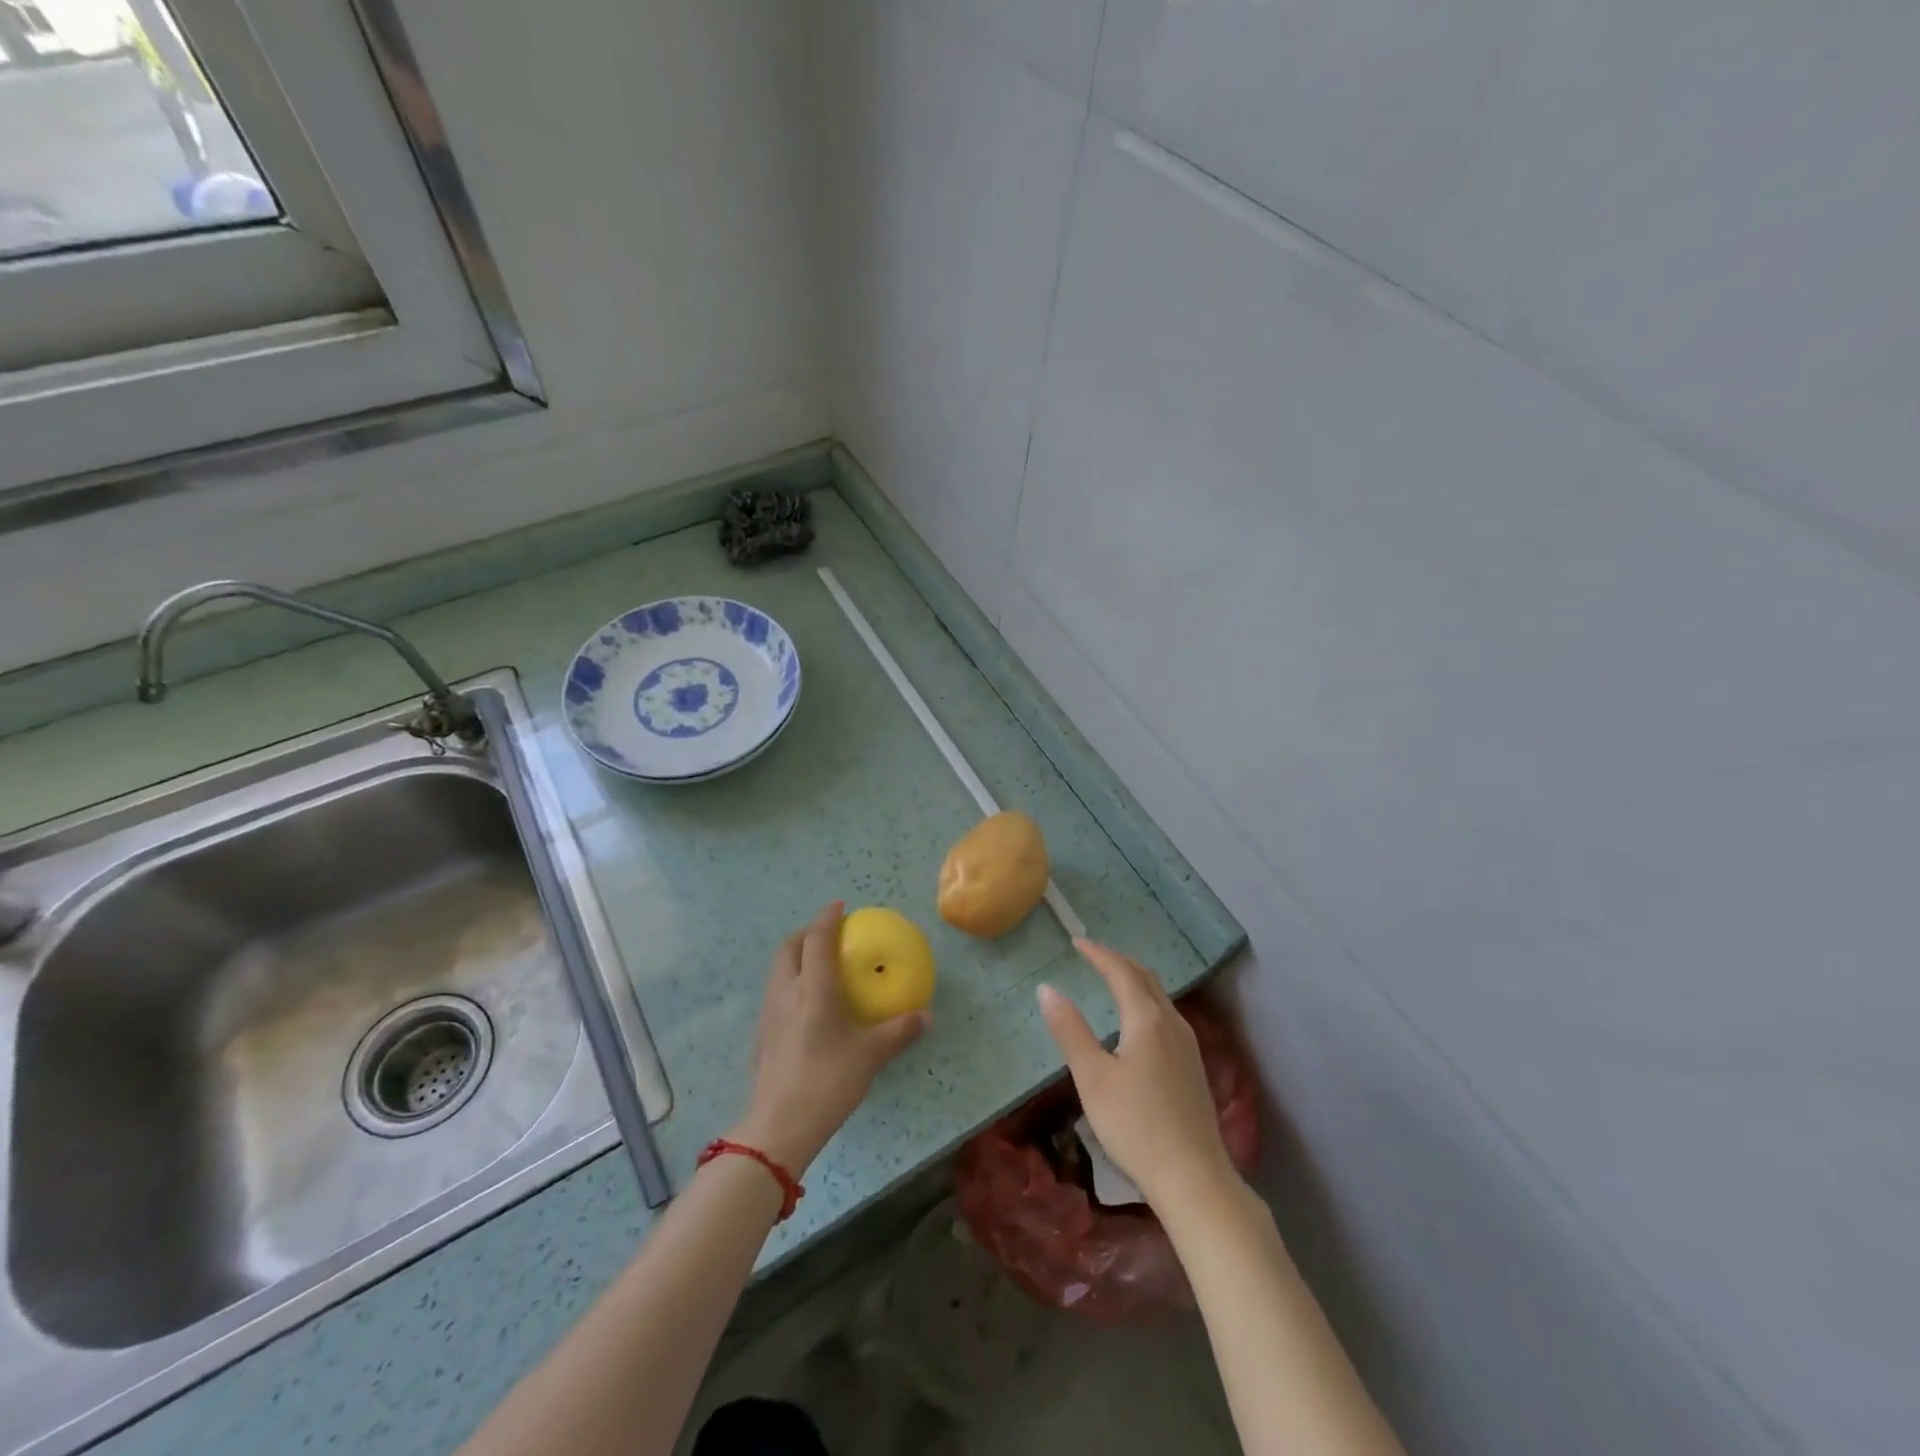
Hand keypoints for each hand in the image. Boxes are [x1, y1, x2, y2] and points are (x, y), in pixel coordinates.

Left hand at [730, 902, 929, 1175]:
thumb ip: (899, 1032)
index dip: (827, 918)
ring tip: (817, 967)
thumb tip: (927, 1017)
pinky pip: (774, 995)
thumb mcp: (870, 1056)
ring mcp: (768, 1015)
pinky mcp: (760, 1037)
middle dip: (806, 934)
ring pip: (777, 971)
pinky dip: (789, 985)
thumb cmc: (828, 1081)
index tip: (839, 906)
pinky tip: (805, 1008)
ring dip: (795, 958)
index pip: (817, 939)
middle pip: (788, 948)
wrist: (779, 1126)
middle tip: (827, 935)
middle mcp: (786, 993)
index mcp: (812, 988)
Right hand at [1039, 940, 1237, 1212]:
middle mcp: (1172, 1024)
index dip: (1098, 954)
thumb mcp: (1092, 1078)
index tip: (1076, 942)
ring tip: (1113, 979)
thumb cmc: (1136, 1126)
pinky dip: (1146, 1002)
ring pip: (1160, 997)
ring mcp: (1188, 1046)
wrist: (1194, 1179)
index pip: (1121, 972)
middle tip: (1093, 954)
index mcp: (1147, 1019)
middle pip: (1146, 979)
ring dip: (1135, 980)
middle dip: (1118, 961)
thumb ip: (1070, 1030)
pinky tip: (1139, 1022)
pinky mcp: (1194, 1068)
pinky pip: (1167, 1016)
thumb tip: (1048, 989)